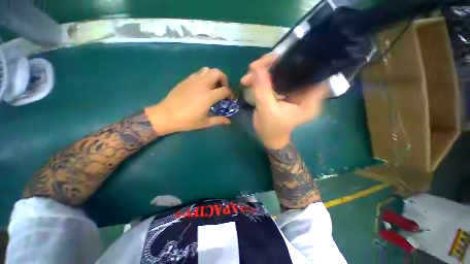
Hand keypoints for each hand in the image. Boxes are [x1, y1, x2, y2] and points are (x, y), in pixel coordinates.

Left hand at [145, 67, 232, 134]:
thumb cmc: (187, 121)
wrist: (166, 115)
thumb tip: (229, 122)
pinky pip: (198, 73)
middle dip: (224, 79)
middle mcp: (202, 85)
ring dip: (214, 76)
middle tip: (222, 88)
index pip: (225, 90)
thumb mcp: (205, 123)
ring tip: (213, 86)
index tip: (229, 99)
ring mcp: (193, 80)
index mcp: (208, 96)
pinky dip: (204, 77)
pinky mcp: (186, 80)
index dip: (230, 93)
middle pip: (217, 72)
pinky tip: (202, 87)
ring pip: (207, 70)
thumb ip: (219, 120)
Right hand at [241, 54, 328, 148]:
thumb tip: (256, 68)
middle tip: (255, 66)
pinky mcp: (282, 92)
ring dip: (263, 71)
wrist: (268, 138)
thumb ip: (263, 89)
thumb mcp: (267, 110)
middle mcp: (303, 92)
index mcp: (309, 99)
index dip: (299, 61)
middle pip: (293, 69)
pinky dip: (261, 78)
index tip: (279, 58)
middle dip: (273, 65)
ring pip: (280, 72)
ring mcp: (291, 91)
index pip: (312, 72)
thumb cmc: (271, 129)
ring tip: (248, 75)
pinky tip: (249, 80)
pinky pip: (273, 79)